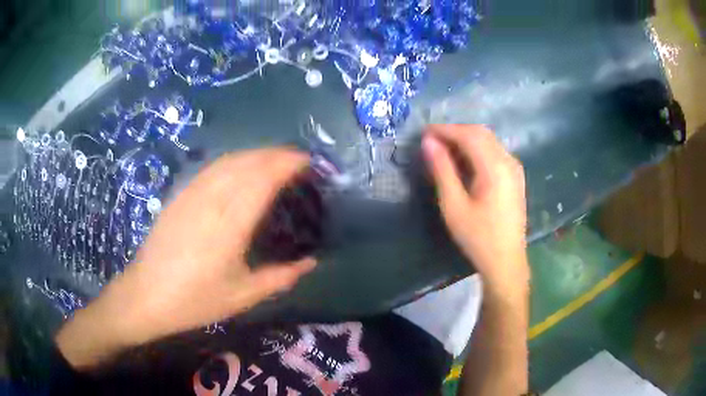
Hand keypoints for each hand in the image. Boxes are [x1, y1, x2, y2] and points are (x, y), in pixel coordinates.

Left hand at [56, 148, 316, 367]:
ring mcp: (191, 194)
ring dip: (255, 153)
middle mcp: (211, 200)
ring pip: (228, 161)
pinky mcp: (179, 195)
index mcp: (229, 224)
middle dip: (275, 154)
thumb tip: (311, 263)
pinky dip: (233, 160)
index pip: (262, 179)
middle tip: (297, 158)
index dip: (286, 164)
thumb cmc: (195, 300)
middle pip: (247, 163)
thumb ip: (280, 278)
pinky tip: (239, 167)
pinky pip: (211, 168)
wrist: (146, 295)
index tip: (307, 161)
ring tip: (273, 158)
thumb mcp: (242, 296)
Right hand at [422, 125, 528, 295]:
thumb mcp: (454, 206)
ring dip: (466, 139)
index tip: (423, 133)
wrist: (506, 261)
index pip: (469, 135)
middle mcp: (508, 161)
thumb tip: (429, 143)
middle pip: (480, 133)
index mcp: (495, 168)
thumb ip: (442, 170)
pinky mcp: (515, 176)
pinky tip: (464, 162)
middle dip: (455, 131)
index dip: (445, 130)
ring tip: (444, 150)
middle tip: (431, 141)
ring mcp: (515, 168)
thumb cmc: (478, 237)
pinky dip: (477, 149)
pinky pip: (495, 152)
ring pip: (489, 141)